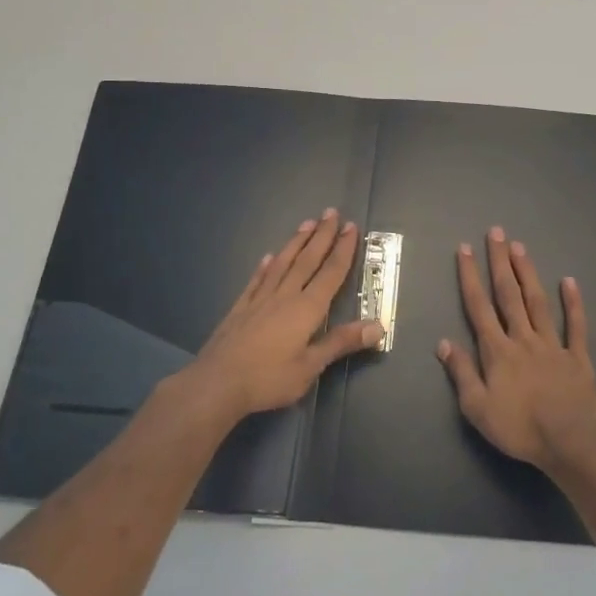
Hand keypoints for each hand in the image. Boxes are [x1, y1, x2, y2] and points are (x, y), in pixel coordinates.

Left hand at [175, 209, 382, 420]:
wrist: (216, 383)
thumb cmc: (268, 378)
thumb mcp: (310, 366)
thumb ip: (341, 342)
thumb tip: (379, 326)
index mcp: (306, 309)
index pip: (330, 273)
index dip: (343, 250)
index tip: (350, 227)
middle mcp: (285, 296)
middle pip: (307, 260)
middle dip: (322, 236)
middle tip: (331, 212)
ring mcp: (259, 300)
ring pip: (282, 263)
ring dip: (296, 242)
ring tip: (306, 223)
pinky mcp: (240, 308)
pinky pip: (257, 280)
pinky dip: (265, 266)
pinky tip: (269, 257)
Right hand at [438, 227, 595, 469]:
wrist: (569, 441)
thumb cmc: (519, 428)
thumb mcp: (477, 408)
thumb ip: (462, 373)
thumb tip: (444, 343)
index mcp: (497, 351)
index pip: (478, 307)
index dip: (470, 276)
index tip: (464, 249)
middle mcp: (523, 339)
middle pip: (508, 294)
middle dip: (500, 262)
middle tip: (496, 233)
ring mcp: (552, 345)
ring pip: (537, 302)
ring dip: (527, 273)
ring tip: (520, 247)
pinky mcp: (578, 357)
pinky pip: (576, 326)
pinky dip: (572, 303)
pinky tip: (569, 281)